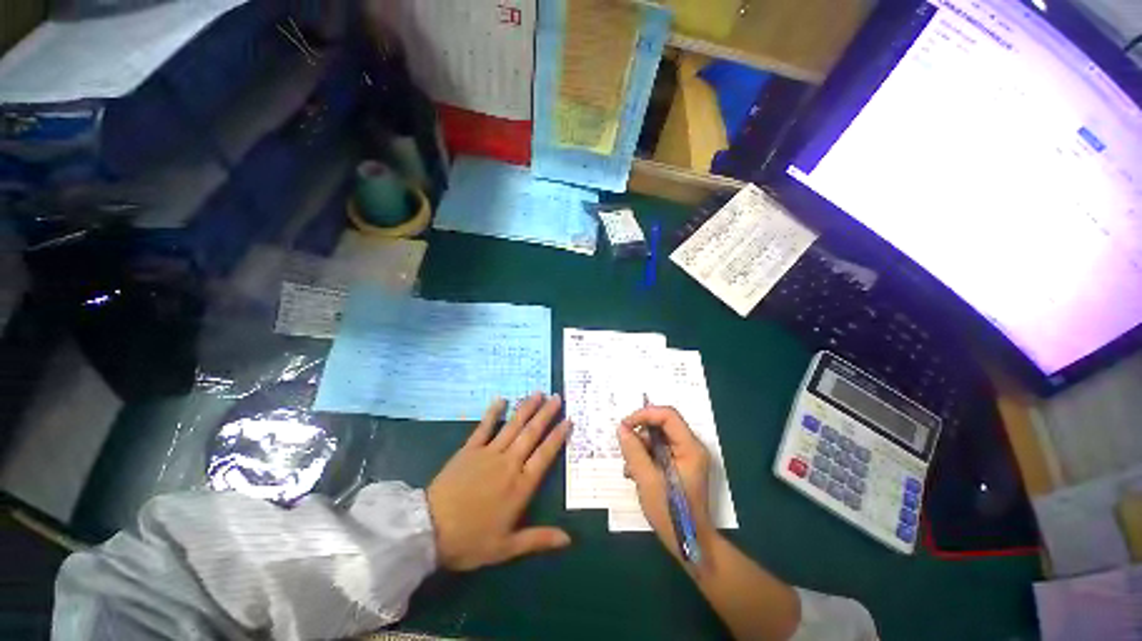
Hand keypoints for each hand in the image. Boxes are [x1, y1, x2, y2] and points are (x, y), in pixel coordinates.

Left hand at [427, 393, 571, 570]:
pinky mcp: (469, 449)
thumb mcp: (506, 547)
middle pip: (531, 434)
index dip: (558, 437)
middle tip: (557, 397)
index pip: (545, 455)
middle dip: (546, 414)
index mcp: (520, 486)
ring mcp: (488, 453)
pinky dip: (493, 412)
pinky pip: (484, 427)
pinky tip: (501, 398)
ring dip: (526, 408)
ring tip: (538, 393)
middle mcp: (509, 463)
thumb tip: (569, 540)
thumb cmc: (470, 541)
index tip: (568, 420)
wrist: (428, 530)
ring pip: (513, 426)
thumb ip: (538, 539)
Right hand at [617, 405, 714, 560]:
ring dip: (640, 448)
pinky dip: (645, 457)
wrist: (689, 543)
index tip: (625, 425)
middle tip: (626, 449)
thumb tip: (621, 428)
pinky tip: (636, 473)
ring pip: (658, 438)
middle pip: (662, 426)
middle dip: (641, 435)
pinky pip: (658, 451)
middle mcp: (690, 447)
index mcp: (690, 448)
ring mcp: (685, 457)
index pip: (668, 416)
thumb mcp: (647, 479)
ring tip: (630, 468)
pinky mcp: (679, 466)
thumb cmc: (671, 512)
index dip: (645, 415)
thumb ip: (634, 451)